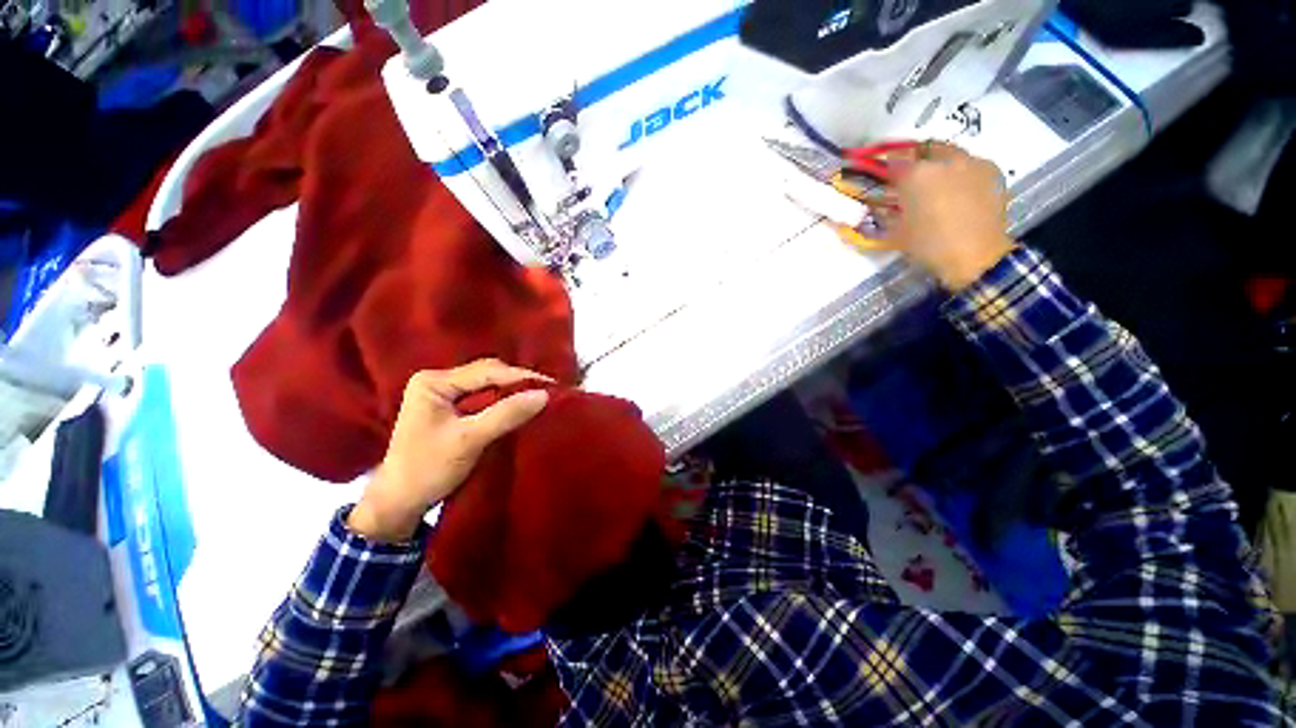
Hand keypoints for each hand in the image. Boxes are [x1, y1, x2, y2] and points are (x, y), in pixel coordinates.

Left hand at [348, 359, 550, 541]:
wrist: (398, 504)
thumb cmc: (427, 469)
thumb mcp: (469, 440)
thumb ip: (506, 414)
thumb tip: (544, 395)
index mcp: (434, 382)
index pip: (487, 371)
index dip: (521, 377)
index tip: (552, 386)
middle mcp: (438, 382)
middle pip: (488, 375)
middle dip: (519, 383)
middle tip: (549, 391)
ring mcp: (444, 396)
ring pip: (488, 387)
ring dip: (513, 393)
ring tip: (541, 398)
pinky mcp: (451, 411)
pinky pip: (485, 400)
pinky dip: (505, 403)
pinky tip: (521, 408)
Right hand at [879, 142, 1016, 290]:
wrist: (975, 255)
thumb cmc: (928, 245)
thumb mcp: (896, 231)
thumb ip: (885, 212)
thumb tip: (877, 204)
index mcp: (916, 174)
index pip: (893, 161)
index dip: (885, 167)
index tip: (882, 176)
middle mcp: (945, 160)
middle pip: (925, 149)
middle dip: (915, 159)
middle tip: (910, 177)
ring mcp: (972, 162)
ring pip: (950, 154)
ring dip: (939, 163)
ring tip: (935, 183)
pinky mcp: (991, 171)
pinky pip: (970, 163)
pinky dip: (960, 172)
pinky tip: (957, 190)